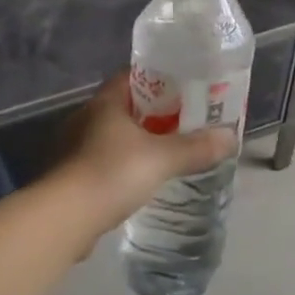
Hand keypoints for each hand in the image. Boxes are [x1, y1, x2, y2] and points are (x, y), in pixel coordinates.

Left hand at [52, 71, 238, 239]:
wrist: (64, 218)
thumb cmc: (111, 173)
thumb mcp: (161, 159)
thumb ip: (195, 148)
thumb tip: (230, 137)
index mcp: (105, 102)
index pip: (132, 77)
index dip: (159, 79)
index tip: (185, 87)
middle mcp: (86, 118)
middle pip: (125, 107)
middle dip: (153, 113)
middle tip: (185, 122)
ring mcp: (75, 147)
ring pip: (114, 136)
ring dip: (137, 141)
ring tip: (167, 152)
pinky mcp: (72, 176)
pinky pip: (105, 161)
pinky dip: (123, 166)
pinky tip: (141, 180)